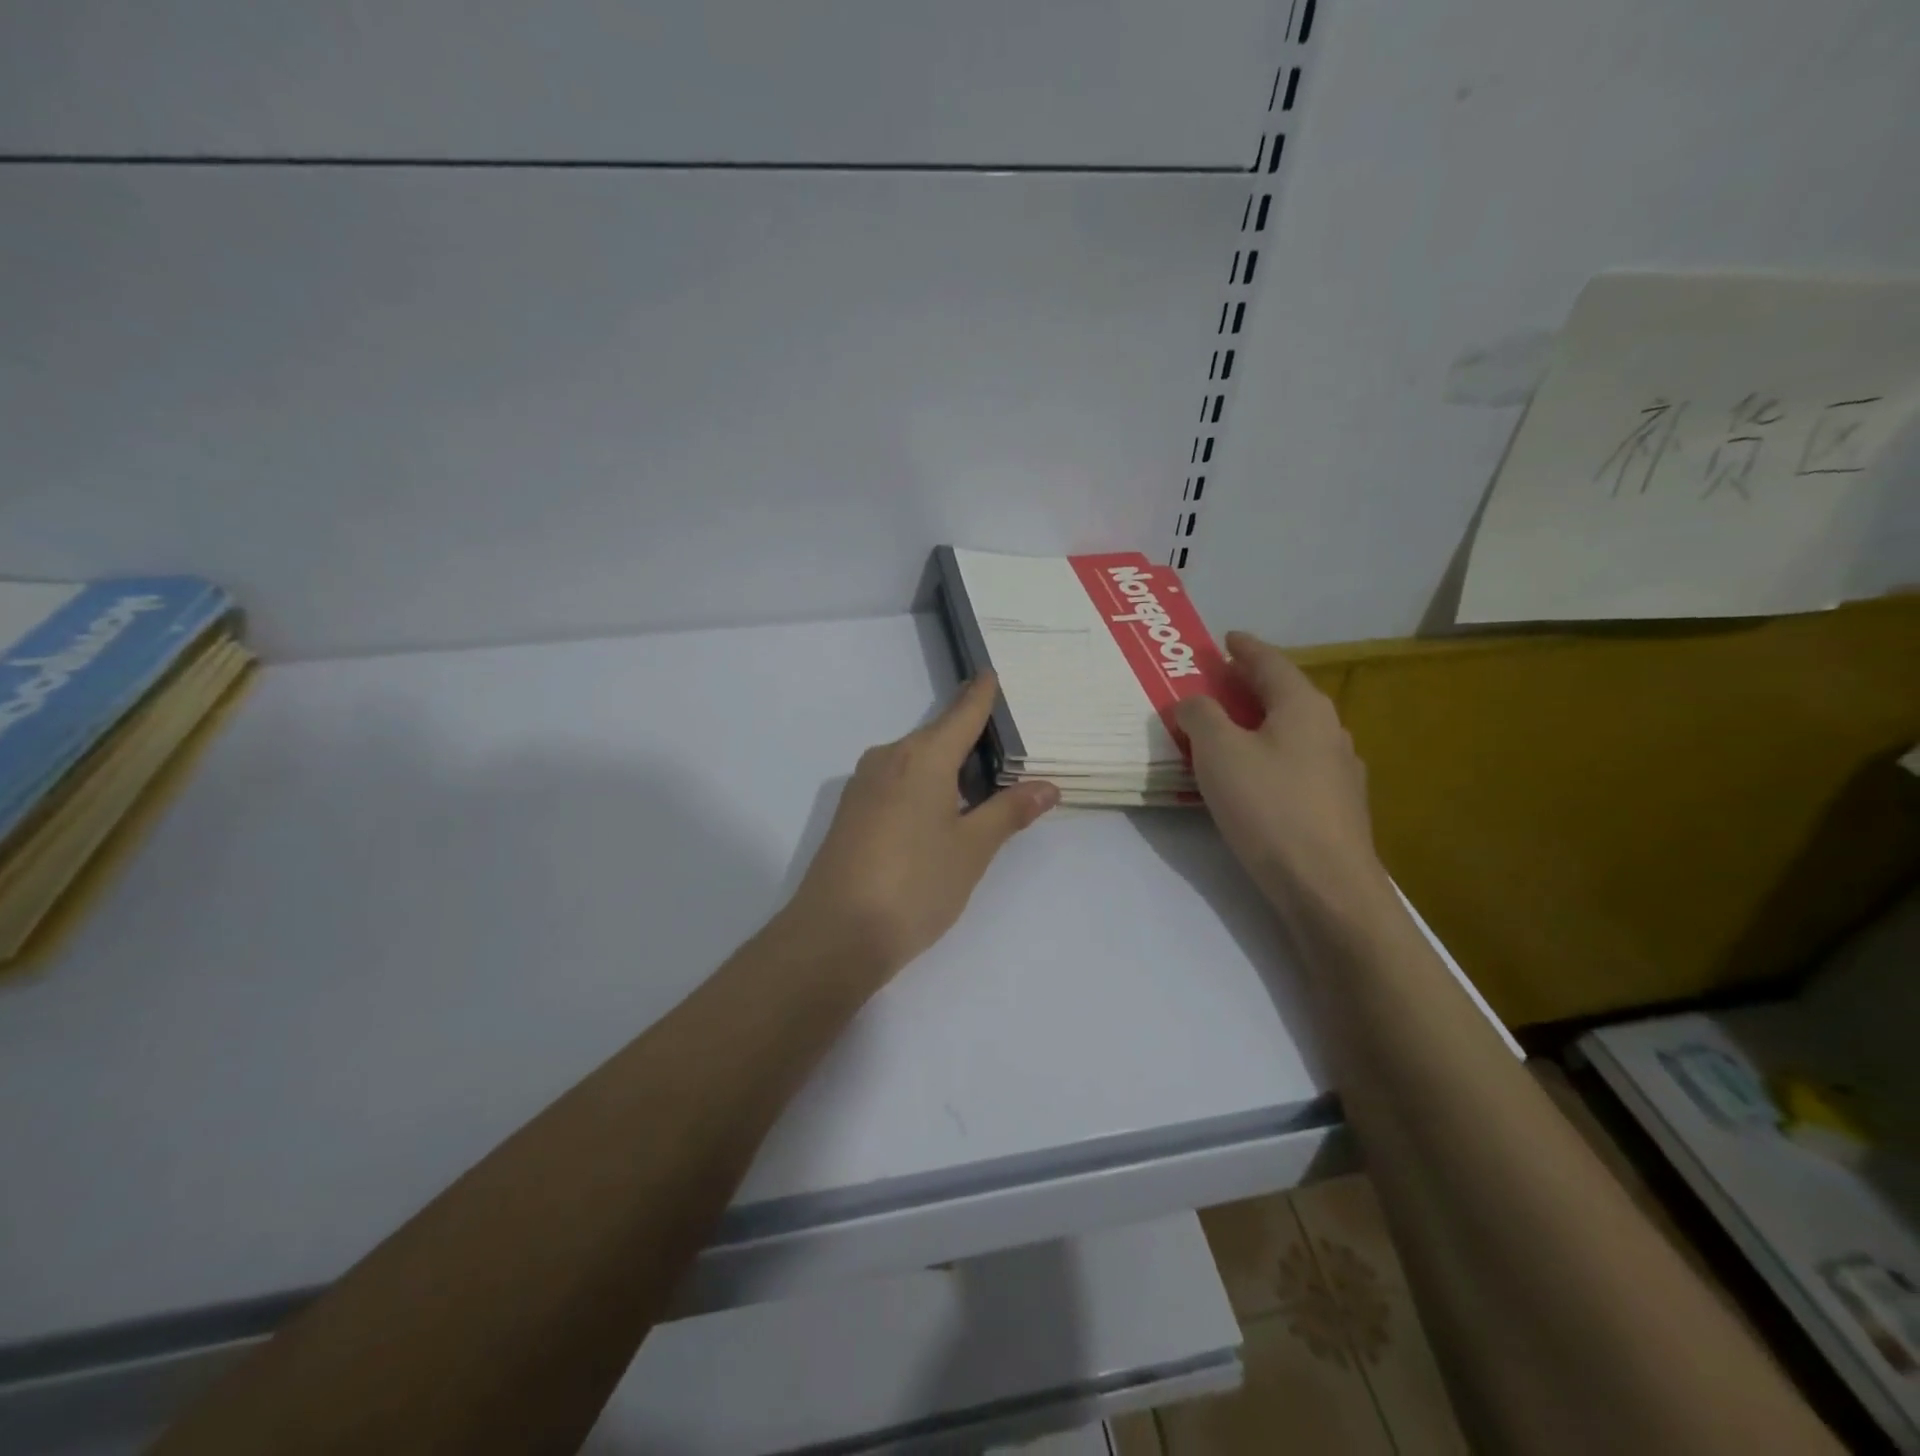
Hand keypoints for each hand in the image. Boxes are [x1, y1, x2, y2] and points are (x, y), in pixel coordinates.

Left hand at [782, 673, 1058, 985]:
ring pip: (916, 762)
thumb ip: (1009, 812)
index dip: (980, 694)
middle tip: (1008, 753)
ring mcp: (864, 786)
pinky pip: (897, 784)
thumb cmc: (915, 885)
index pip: (961, 713)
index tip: (992, 674)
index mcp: (922, 757)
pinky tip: (939, 818)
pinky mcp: (851, 813)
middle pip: (938, 737)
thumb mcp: (972, 849)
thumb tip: (1047, 786)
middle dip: (970, 740)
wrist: (835, 935)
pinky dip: (924, 788)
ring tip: (982, 791)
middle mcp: (888, 759)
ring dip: (947, 769)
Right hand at [1175, 632, 1388, 913]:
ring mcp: (1339, 769)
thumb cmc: (1268, 806)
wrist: (1325, 885)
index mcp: (1302, 706)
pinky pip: (1297, 763)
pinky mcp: (1338, 805)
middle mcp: (1329, 729)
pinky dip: (1271, 754)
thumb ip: (1201, 716)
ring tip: (1232, 728)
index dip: (1244, 648)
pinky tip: (1256, 775)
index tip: (1225, 638)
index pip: (1270, 663)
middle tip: (1219, 681)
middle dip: (1251, 685)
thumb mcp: (1218, 752)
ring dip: (1261, 722)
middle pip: (1285, 694)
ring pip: (1293, 731)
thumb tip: (1194, 701)